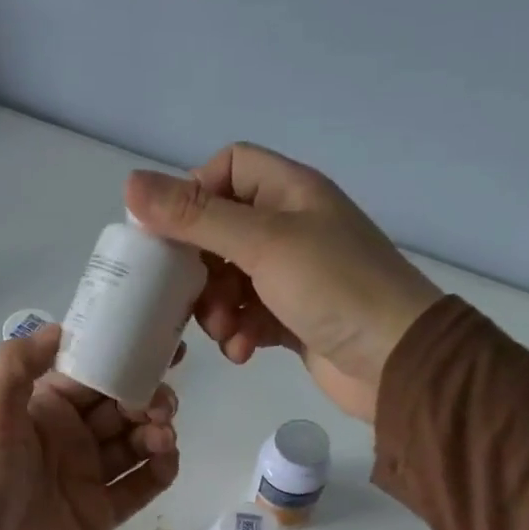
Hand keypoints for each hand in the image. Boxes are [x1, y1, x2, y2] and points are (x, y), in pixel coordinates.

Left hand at [0, 325, 177, 529]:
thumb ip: (15, 370)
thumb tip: (59, 326)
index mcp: (38, 412)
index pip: (89, 374)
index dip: (122, 357)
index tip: (159, 344)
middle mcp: (65, 441)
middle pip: (118, 407)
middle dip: (147, 395)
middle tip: (165, 401)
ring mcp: (84, 480)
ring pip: (134, 444)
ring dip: (156, 430)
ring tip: (163, 434)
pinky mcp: (99, 518)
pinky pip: (139, 486)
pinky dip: (159, 470)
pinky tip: (167, 460)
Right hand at [125, 144, 438, 421]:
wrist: (397, 360)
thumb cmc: (335, 288)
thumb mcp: (262, 244)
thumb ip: (196, 217)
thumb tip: (130, 183)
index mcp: (289, 192)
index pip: (227, 168)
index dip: (193, 194)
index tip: (167, 234)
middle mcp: (290, 227)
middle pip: (219, 231)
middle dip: (198, 267)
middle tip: (186, 295)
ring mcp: (293, 276)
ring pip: (228, 280)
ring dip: (216, 307)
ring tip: (224, 331)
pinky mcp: (292, 318)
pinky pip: (248, 316)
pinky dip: (239, 333)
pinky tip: (243, 351)